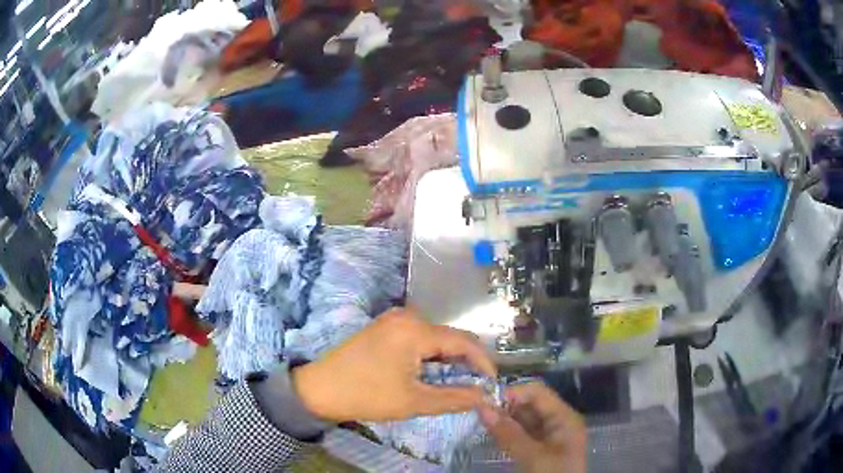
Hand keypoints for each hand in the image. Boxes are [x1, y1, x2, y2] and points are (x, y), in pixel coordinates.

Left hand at [292, 308, 496, 422]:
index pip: (464, 341)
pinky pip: (419, 338)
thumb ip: (455, 397)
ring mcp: (393, 320)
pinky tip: (432, 372)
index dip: (483, 362)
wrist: (318, 389)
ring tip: (456, 383)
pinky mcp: (385, 328)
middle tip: (476, 386)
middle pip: (450, 337)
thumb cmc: (366, 395)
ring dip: (449, 359)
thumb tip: (484, 396)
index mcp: (416, 329)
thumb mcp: (414, 401)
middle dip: (467, 361)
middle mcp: (407, 316)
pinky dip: (431, 355)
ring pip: (436, 337)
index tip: (492, 384)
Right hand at [478, 382, 586, 472]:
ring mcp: (550, 437)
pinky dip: (508, 432)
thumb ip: (508, 432)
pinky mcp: (541, 449)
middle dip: (506, 406)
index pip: (537, 393)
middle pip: (531, 405)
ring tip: (482, 422)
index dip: (512, 393)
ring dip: (504, 419)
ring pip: (525, 420)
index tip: (485, 402)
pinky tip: (493, 434)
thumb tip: (481, 406)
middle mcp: (559, 422)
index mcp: (564, 417)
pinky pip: (523, 434)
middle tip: (478, 413)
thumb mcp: (531, 456)